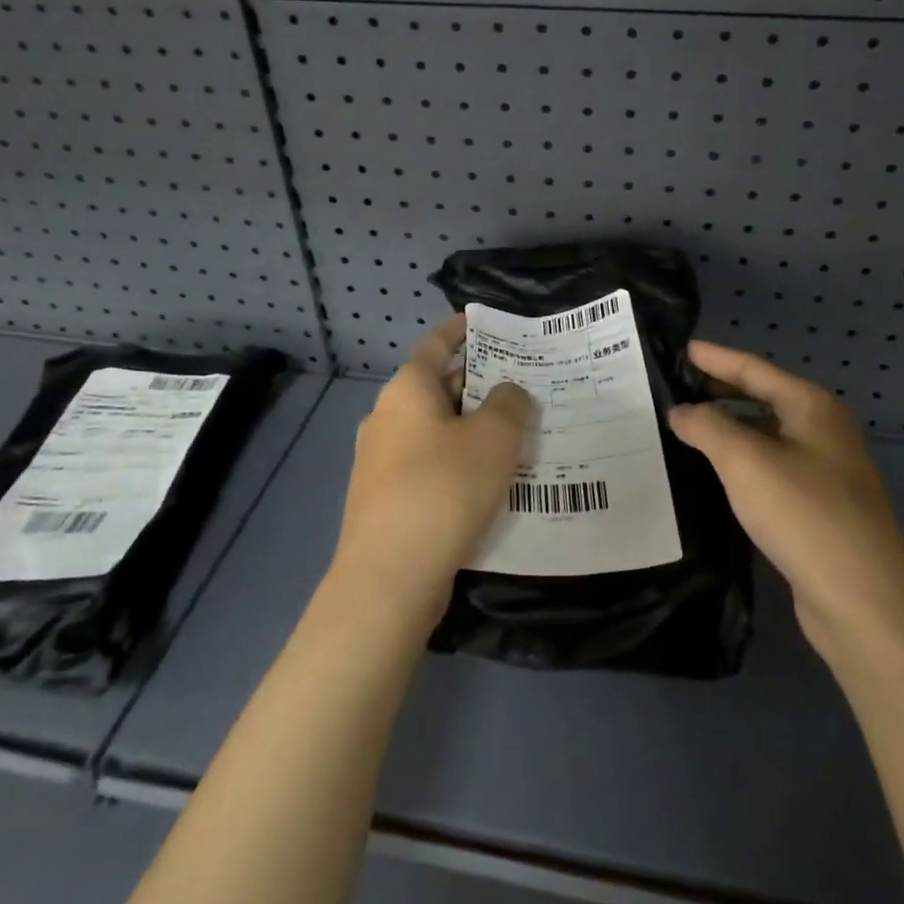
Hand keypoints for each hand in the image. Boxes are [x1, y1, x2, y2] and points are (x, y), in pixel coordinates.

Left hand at [332, 316, 533, 621]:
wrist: (389, 579)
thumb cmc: (444, 489)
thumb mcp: (494, 438)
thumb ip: (510, 404)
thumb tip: (508, 393)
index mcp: (406, 390)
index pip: (436, 345)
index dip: (461, 330)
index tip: (485, 324)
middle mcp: (387, 418)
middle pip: (437, 388)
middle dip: (478, 385)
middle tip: (522, 387)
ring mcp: (380, 461)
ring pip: (435, 430)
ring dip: (471, 428)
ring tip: (515, 435)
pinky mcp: (385, 500)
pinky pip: (428, 465)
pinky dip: (457, 462)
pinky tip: (488, 481)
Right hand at [668, 341, 903, 667]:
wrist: (865, 602)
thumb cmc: (805, 514)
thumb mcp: (745, 461)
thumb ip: (707, 426)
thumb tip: (682, 411)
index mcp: (812, 406)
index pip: (753, 368)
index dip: (715, 357)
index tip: (680, 349)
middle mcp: (823, 430)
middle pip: (762, 397)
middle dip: (720, 390)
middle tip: (675, 387)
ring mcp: (825, 470)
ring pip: (766, 435)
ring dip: (728, 428)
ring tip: (685, 427)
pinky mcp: (818, 507)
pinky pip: (770, 468)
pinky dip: (740, 462)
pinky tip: (714, 473)